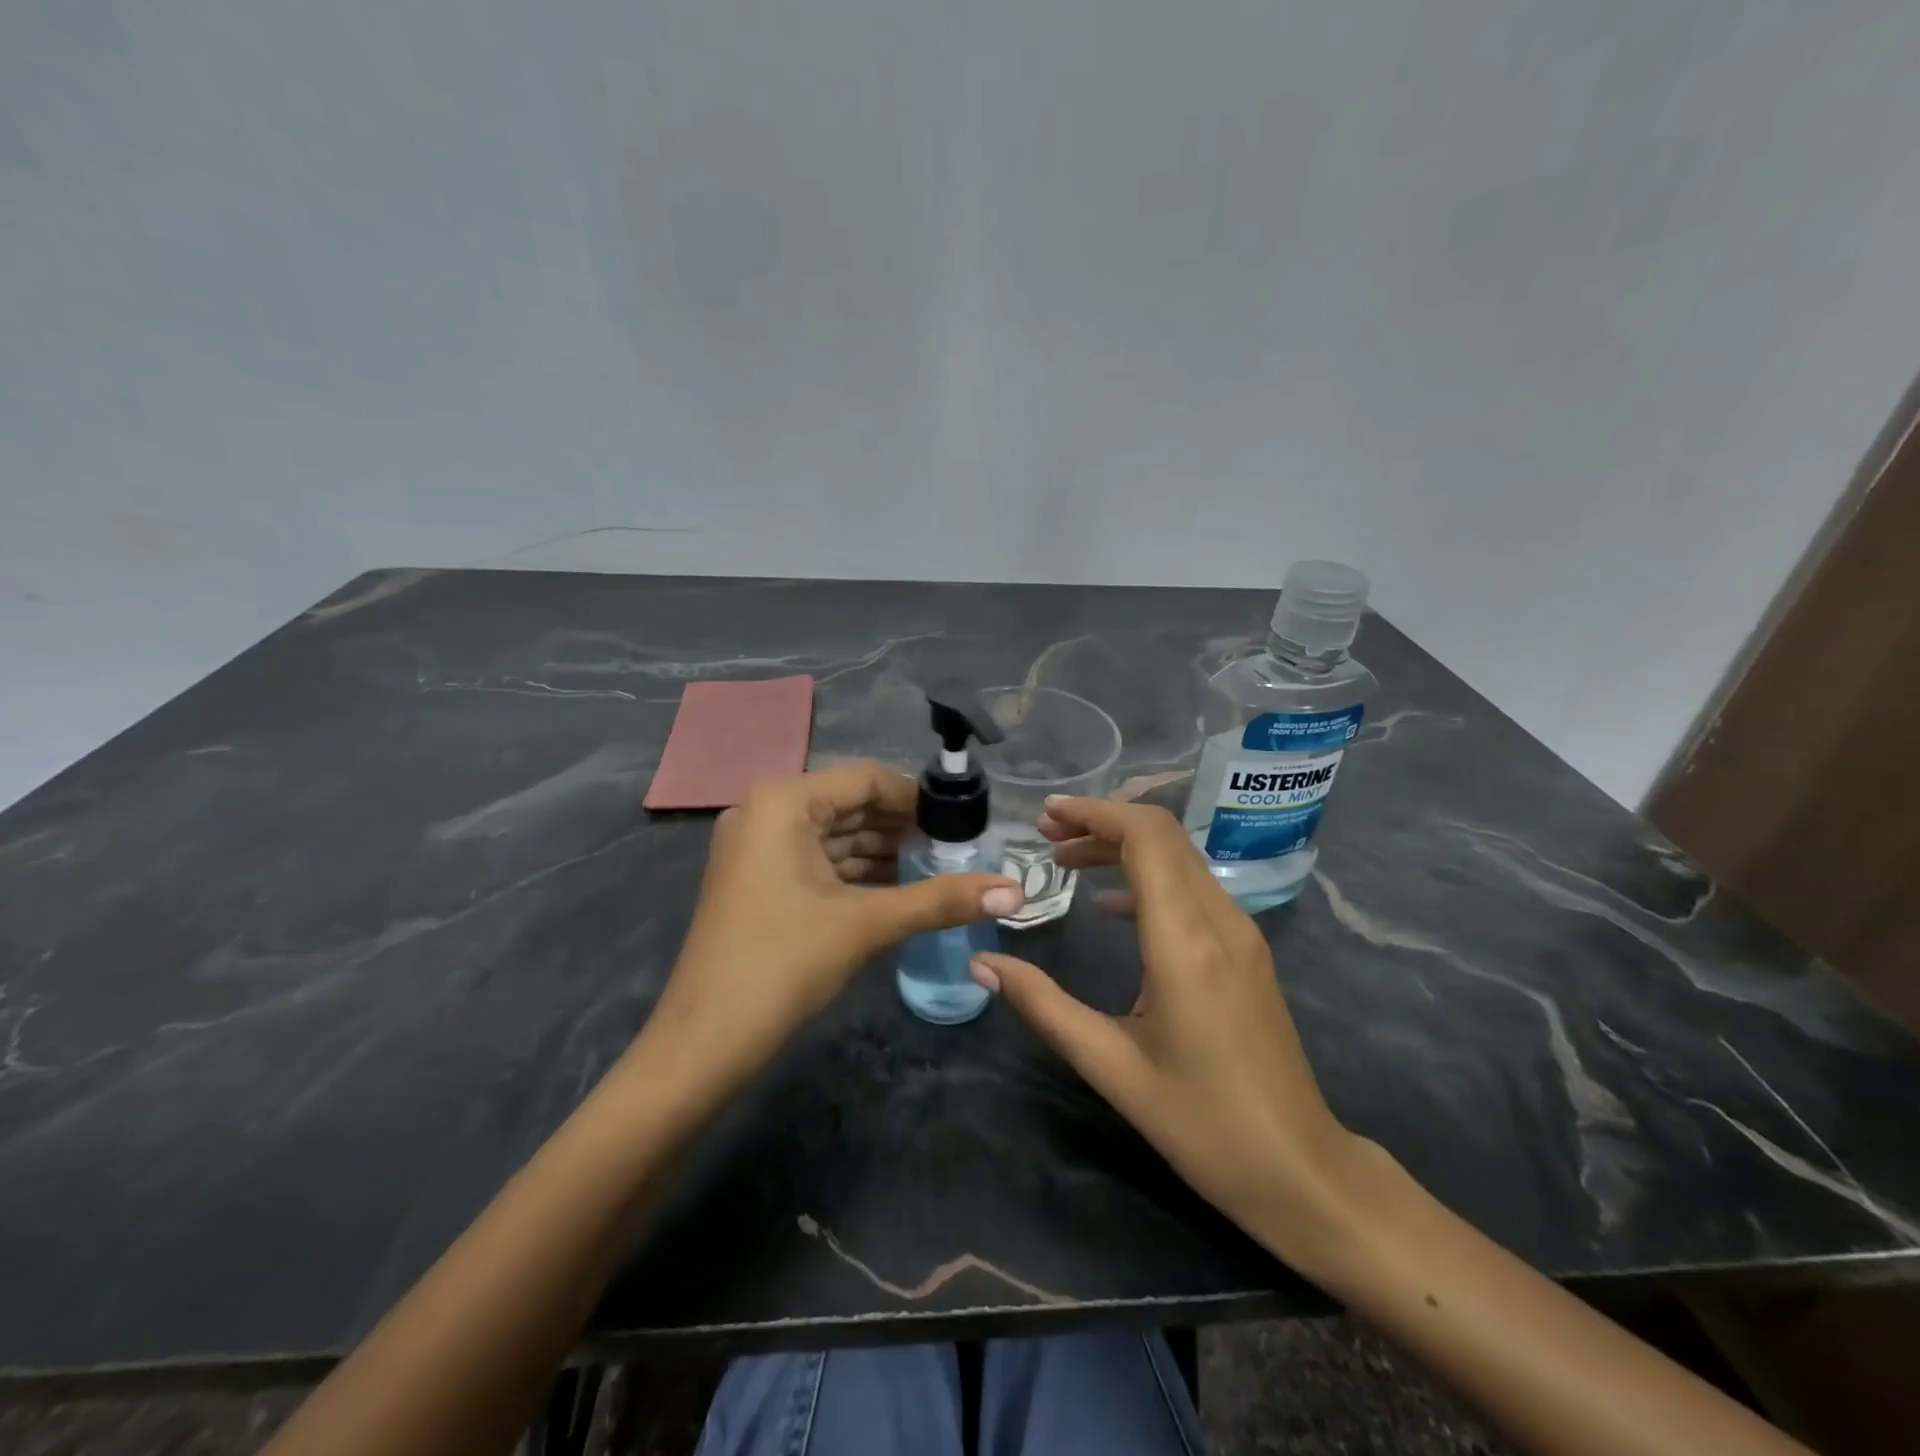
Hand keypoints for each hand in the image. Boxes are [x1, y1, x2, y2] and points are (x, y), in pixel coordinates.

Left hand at [645, 762, 1021, 1074]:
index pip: (866, 779)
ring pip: (834, 835)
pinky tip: (898, 889)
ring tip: (936, 870)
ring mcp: (756, 847)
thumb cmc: (783, 963)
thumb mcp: (867, 924)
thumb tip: (1016, 892)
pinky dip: (855, 872)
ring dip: (882, 851)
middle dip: (902, 827)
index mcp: (783, 801)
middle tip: (955, 850)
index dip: (917, 799)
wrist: (705, 1042)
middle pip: (849, 804)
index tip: (961, 825)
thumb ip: (941, 900)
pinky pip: (816, 860)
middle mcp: (765, 811)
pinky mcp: (757, 879)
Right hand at [969, 798, 1358, 1252]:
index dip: (1095, 813)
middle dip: (1101, 822)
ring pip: (1179, 858)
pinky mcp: (1247, 952)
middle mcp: (1219, 920)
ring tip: (1066, 860)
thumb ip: (1043, 1006)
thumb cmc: (1202, 1123)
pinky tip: (1112, 906)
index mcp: (1185, 940)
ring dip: (1123, 847)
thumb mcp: (1110, 1066)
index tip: (1047, 816)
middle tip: (1046, 834)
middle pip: (1163, 836)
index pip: (1146, 837)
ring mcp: (1241, 934)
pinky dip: (1148, 877)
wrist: (1299, 1168)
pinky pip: (1193, 889)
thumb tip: (983, 964)